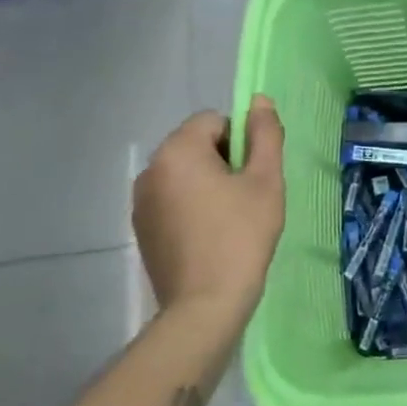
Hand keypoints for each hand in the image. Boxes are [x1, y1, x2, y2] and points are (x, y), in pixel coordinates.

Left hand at [133, 96, 285, 321]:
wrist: (205, 305)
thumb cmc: (241, 235)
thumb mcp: (266, 180)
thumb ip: (265, 134)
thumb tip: (259, 100)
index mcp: (178, 151)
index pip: (215, 121)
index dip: (241, 142)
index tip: (254, 175)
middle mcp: (151, 169)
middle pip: (197, 146)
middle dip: (224, 162)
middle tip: (246, 198)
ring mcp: (141, 201)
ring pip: (185, 174)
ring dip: (208, 184)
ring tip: (230, 219)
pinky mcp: (142, 228)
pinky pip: (172, 200)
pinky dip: (192, 207)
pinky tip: (209, 236)